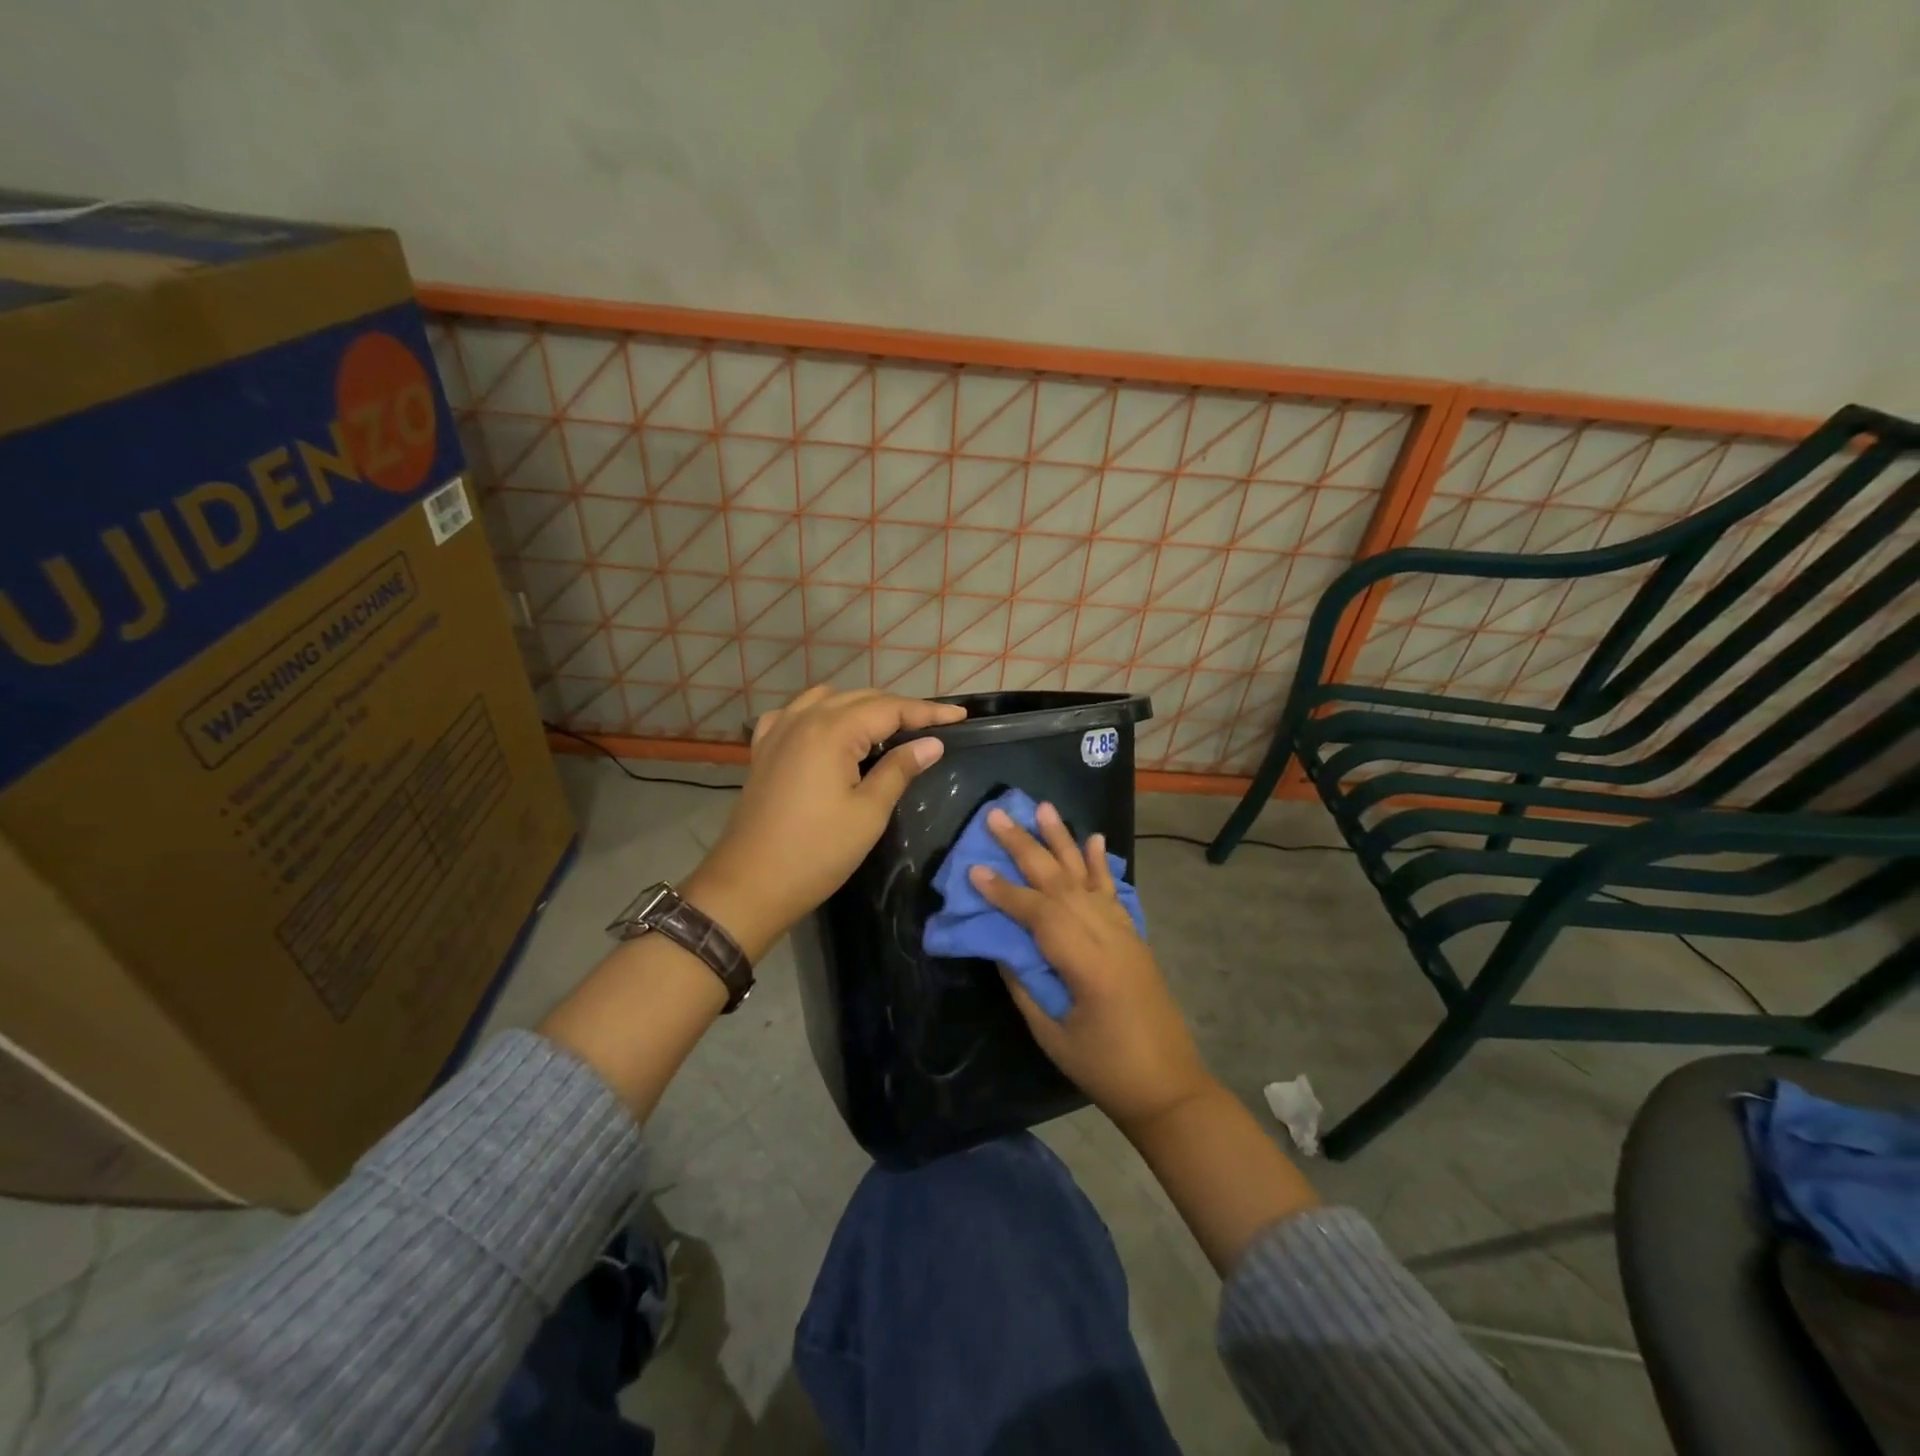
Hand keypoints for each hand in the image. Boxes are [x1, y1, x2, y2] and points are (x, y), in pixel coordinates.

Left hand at [688, 686, 966, 957]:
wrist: (749, 885)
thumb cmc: (816, 853)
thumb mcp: (868, 813)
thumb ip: (900, 770)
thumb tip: (932, 744)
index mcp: (832, 731)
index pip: (890, 709)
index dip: (928, 712)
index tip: (961, 717)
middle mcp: (804, 719)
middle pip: (861, 698)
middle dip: (899, 708)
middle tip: (933, 726)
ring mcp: (778, 732)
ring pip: (828, 699)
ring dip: (861, 706)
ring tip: (887, 727)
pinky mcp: (763, 750)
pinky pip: (796, 714)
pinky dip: (820, 713)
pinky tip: (829, 730)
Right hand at [968, 803, 1215, 1133]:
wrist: (1170, 1087)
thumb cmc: (1106, 1069)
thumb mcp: (1053, 1034)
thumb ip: (1025, 985)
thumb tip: (1001, 945)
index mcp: (1087, 963)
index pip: (1038, 914)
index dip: (1004, 892)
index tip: (973, 869)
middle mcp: (1108, 936)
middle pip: (1061, 882)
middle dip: (1026, 847)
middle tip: (997, 816)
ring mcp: (1124, 933)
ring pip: (1086, 877)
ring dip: (1062, 840)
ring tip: (1042, 808)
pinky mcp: (1133, 937)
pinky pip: (1112, 892)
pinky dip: (1100, 864)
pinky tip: (1093, 839)